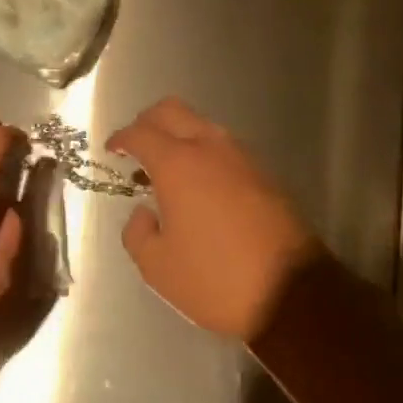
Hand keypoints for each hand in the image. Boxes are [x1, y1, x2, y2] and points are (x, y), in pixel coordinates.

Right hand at [107, 98, 321, 342]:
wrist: (291, 292)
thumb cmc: (215, 278)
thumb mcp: (158, 267)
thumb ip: (137, 233)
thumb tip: (144, 212)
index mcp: (178, 163)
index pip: (140, 133)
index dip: (120, 138)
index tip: (111, 151)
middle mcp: (209, 147)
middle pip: (172, 110)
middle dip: (147, 122)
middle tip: (135, 147)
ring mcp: (241, 156)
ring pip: (201, 124)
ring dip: (178, 135)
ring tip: (166, 170)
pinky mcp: (263, 173)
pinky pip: (223, 146)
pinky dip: (202, 152)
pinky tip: (198, 185)